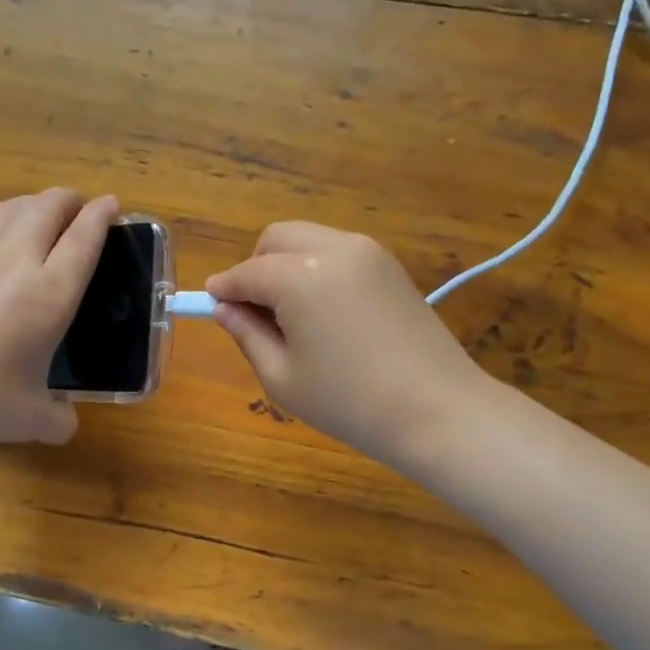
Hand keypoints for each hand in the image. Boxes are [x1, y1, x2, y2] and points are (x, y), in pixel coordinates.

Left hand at [0, 189, 117, 445]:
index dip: (101, 215)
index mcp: (50, 294)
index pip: (84, 238)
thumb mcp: (31, 420)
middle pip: (47, 207)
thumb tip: (64, 422)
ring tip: (39, 215)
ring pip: (10, 209)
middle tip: (78, 208)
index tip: (110, 203)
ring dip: (33, 204)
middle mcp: (15, 262)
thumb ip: (58, 419)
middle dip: (69, 200)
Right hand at [207, 222, 484, 469]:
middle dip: (255, 267)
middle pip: (277, 239)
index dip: (223, 290)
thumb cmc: (350, 403)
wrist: (438, 411)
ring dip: (286, 265)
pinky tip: (324, 313)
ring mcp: (368, 252)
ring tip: (291, 316)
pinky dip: (317, 269)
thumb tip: (224, 309)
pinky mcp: (390, 265)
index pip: (246, 272)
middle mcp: (334, 249)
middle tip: (254, 313)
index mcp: (300, 277)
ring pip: (308, 239)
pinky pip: (337, 252)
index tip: (210, 307)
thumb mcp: (282, 377)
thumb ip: (247, 335)